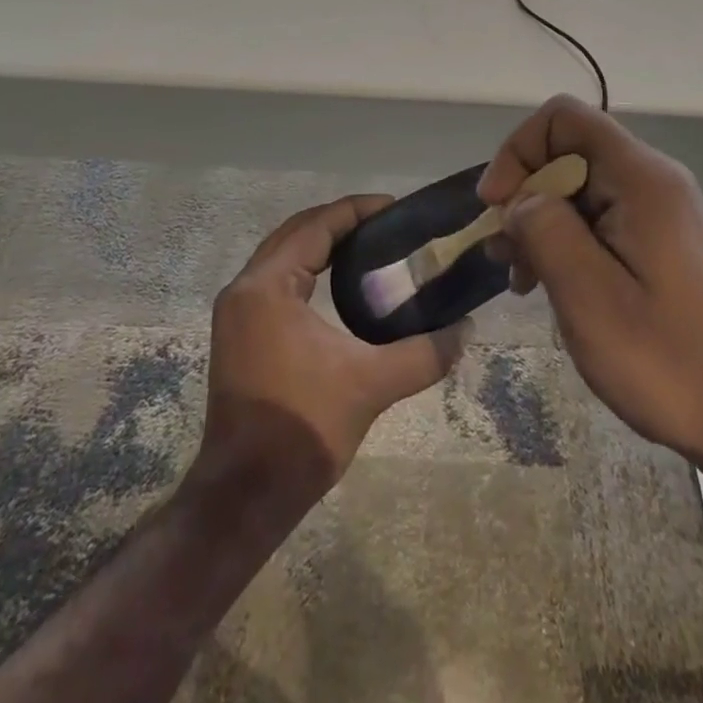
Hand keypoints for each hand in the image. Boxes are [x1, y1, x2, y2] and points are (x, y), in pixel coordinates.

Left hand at [196, 195, 470, 505]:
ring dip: (321, 243)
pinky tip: (338, 282)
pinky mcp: (239, 332)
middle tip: (386, 224)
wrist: (244, 495)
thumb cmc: (303, 429)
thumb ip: (424, 353)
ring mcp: (236, 311)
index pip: (316, 226)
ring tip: (368, 245)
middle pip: (296, 232)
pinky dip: (306, 267)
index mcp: (267, 286)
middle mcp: (245, 288)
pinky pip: (276, 278)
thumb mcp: (371, 385)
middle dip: (340, 221)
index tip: (395, 207)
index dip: (356, 210)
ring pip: (282, 254)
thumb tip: (466, 329)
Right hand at [480, 96, 702, 474]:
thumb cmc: (667, 360)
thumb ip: (545, 229)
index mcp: (641, 179)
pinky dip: (572, 242)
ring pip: (585, 189)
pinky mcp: (668, 242)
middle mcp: (656, 180)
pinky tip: (558, 289)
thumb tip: (522, 200)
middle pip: (572, 153)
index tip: (497, 206)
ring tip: (524, 281)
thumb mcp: (588, 296)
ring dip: (544, 224)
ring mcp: (666, 212)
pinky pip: (606, 220)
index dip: (520, 149)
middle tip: (505, 258)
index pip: (565, 117)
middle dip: (526, 194)